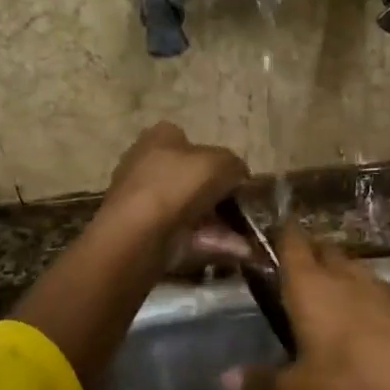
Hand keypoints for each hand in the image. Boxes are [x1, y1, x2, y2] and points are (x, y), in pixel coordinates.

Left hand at [101, 123, 249, 261]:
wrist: (140, 233)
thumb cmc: (178, 185)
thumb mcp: (221, 163)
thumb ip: (236, 166)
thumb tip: (240, 178)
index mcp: (160, 138)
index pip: (190, 142)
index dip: (216, 159)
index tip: (235, 179)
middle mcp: (147, 165)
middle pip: (192, 179)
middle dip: (220, 196)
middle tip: (245, 209)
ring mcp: (146, 202)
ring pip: (193, 210)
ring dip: (222, 223)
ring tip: (250, 237)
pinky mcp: (147, 233)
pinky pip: (188, 234)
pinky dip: (212, 241)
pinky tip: (240, 251)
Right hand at [223, 226, 389, 389]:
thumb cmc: (355, 385)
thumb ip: (262, 384)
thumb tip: (225, 380)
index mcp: (311, 285)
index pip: (290, 239)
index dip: (277, 235)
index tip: (264, 242)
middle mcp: (345, 274)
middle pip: (321, 249)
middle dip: (306, 258)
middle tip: (289, 285)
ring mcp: (380, 285)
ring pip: (350, 268)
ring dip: (336, 279)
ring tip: (323, 311)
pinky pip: (374, 290)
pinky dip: (362, 299)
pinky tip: (361, 331)